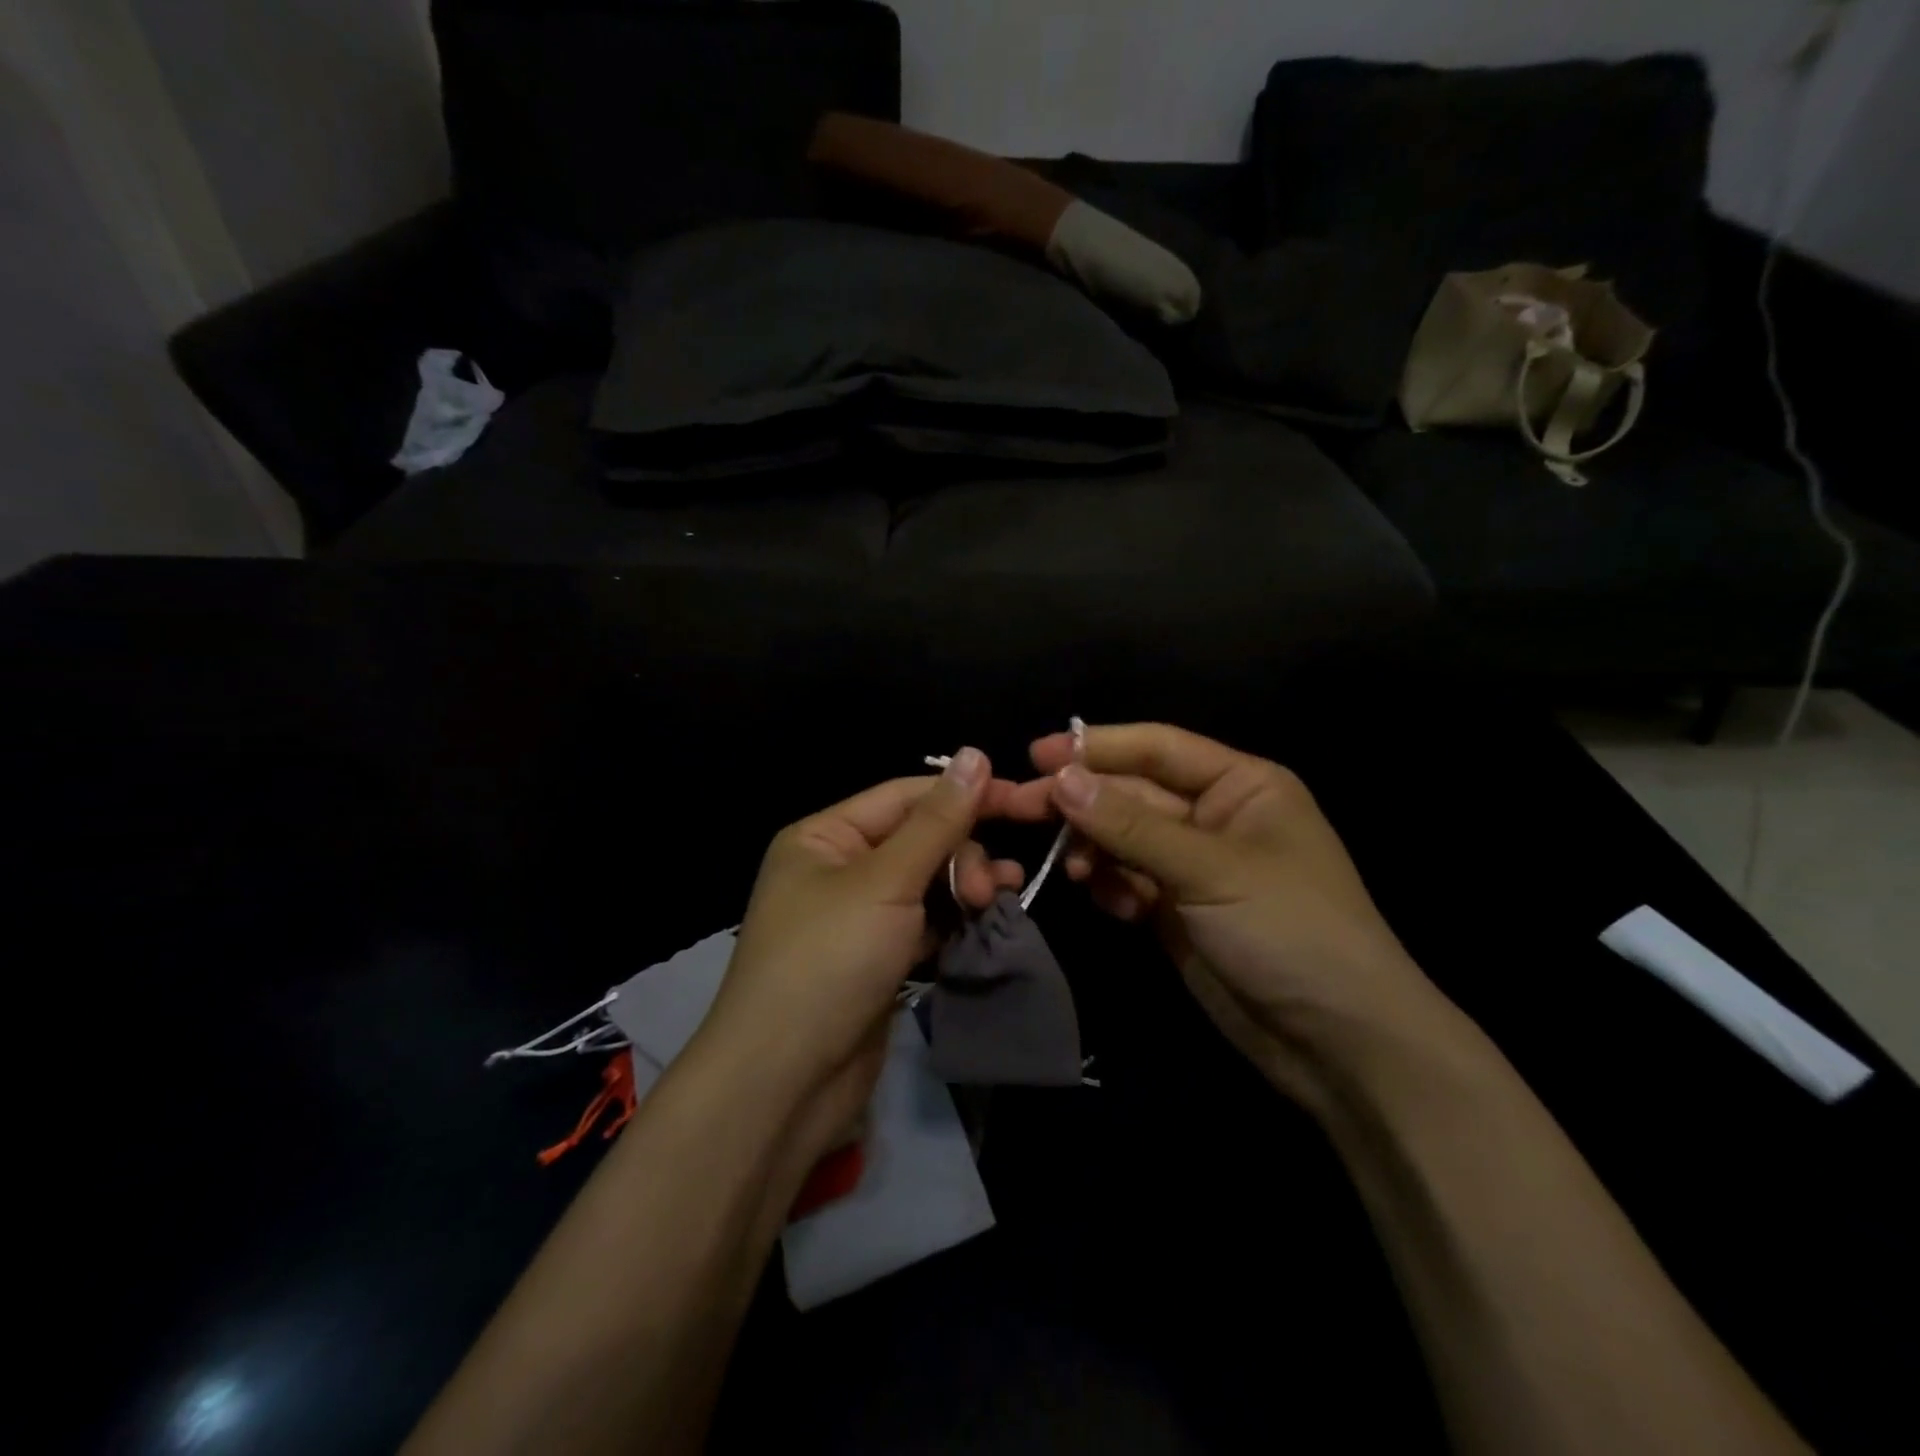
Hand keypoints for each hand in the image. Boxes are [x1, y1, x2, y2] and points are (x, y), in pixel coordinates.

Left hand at [694, 748, 1026, 1164]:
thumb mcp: (885, 881)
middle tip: (985, 888)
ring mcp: (859, 917)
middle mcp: (840, 868)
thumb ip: (937, 821)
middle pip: (920, 838)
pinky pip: (926, 923)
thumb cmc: (828, 961)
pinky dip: (955, 921)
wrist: (784, 1083)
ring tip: (998, 899)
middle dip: (961, 853)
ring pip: (928, 882)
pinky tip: (986, 924)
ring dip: (965, 885)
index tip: (1023, 800)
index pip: (906, 796)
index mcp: (825, 836)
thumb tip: (975, 753)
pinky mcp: (879, 959)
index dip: (964, 794)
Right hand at [1016, 723, 1456, 1109]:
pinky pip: (1129, 880)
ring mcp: (1193, 866)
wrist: (1337, 1042)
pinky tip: (1108, 901)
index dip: (1097, 747)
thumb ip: (1131, 826)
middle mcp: (1214, 816)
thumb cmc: (1290, 930)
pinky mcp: (1177, 911)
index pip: (1157, 748)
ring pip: (1124, 839)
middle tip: (1019, 806)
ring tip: (1073, 868)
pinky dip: (1111, 886)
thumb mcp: (1210, 869)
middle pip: (1132, 794)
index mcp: (1240, 785)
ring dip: (1093, 848)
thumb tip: (1061, 779)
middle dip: (1081, 801)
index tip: (1037, 754)